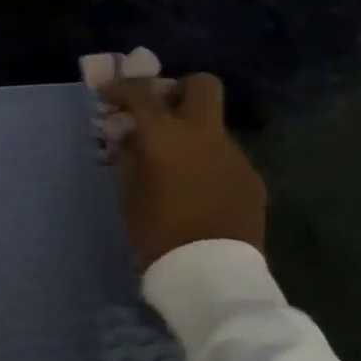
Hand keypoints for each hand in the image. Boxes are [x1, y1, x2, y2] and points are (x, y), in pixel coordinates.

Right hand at [97, 72, 266, 270]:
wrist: (211, 274)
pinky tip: (197, 188)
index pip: (141, 93)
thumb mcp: (128, 192)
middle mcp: (204, 134)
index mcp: (166, 134)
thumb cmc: (157, 230)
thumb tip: (129, 138)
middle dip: (179, 90)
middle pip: (202, 85)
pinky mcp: (251, 179)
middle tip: (160, 112)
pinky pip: (225, 156)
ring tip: (174, 163)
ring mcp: (234, 155)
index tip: (109, 94)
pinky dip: (208, 161)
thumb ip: (128, 156)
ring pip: (213, 126)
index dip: (121, 88)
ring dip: (193, 133)